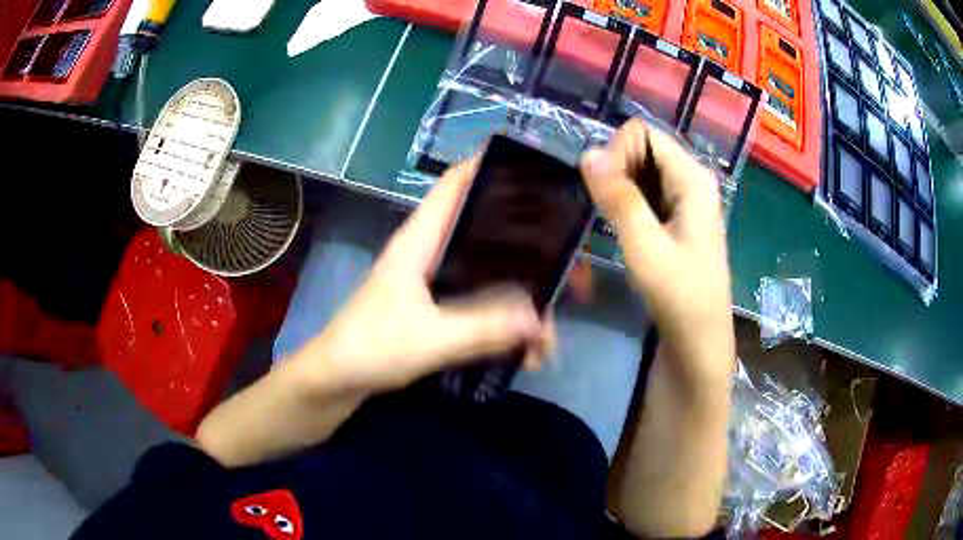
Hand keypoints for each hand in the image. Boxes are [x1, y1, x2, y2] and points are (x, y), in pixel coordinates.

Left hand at [294, 158, 552, 393]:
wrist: (336, 381)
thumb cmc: (371, 347)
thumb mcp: (429, 338)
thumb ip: (484, 327)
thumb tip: (541, 319)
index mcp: (421, 239)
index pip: (456, 183)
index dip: (490, 166)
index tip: (538, 171)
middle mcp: (431, 251)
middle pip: (487, 230)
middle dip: (531, 247)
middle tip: (571, 268)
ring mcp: (435, 281)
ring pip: (490, 273)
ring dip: (522, 297)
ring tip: (550, 330)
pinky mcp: (437, 308)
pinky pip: (482, 304)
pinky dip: (505, 322)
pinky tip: (525, 351)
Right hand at [580, 119, 734, 389]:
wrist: (700, 341)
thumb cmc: (679, 297)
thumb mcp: (645, 247)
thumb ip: (619, 198)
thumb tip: (588, 152)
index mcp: (692, 178)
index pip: (643, 133)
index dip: (617, 152)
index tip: (605, 190)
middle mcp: (692, 180)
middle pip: (644, 147)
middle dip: (617, 168)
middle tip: (605, 209)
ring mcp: (687, 200)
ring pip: (643, 170)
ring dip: (619, 186)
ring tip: (610, 220)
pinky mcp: (678, 219)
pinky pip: (647, 192)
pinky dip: (628, 200)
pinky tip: (621, 227)